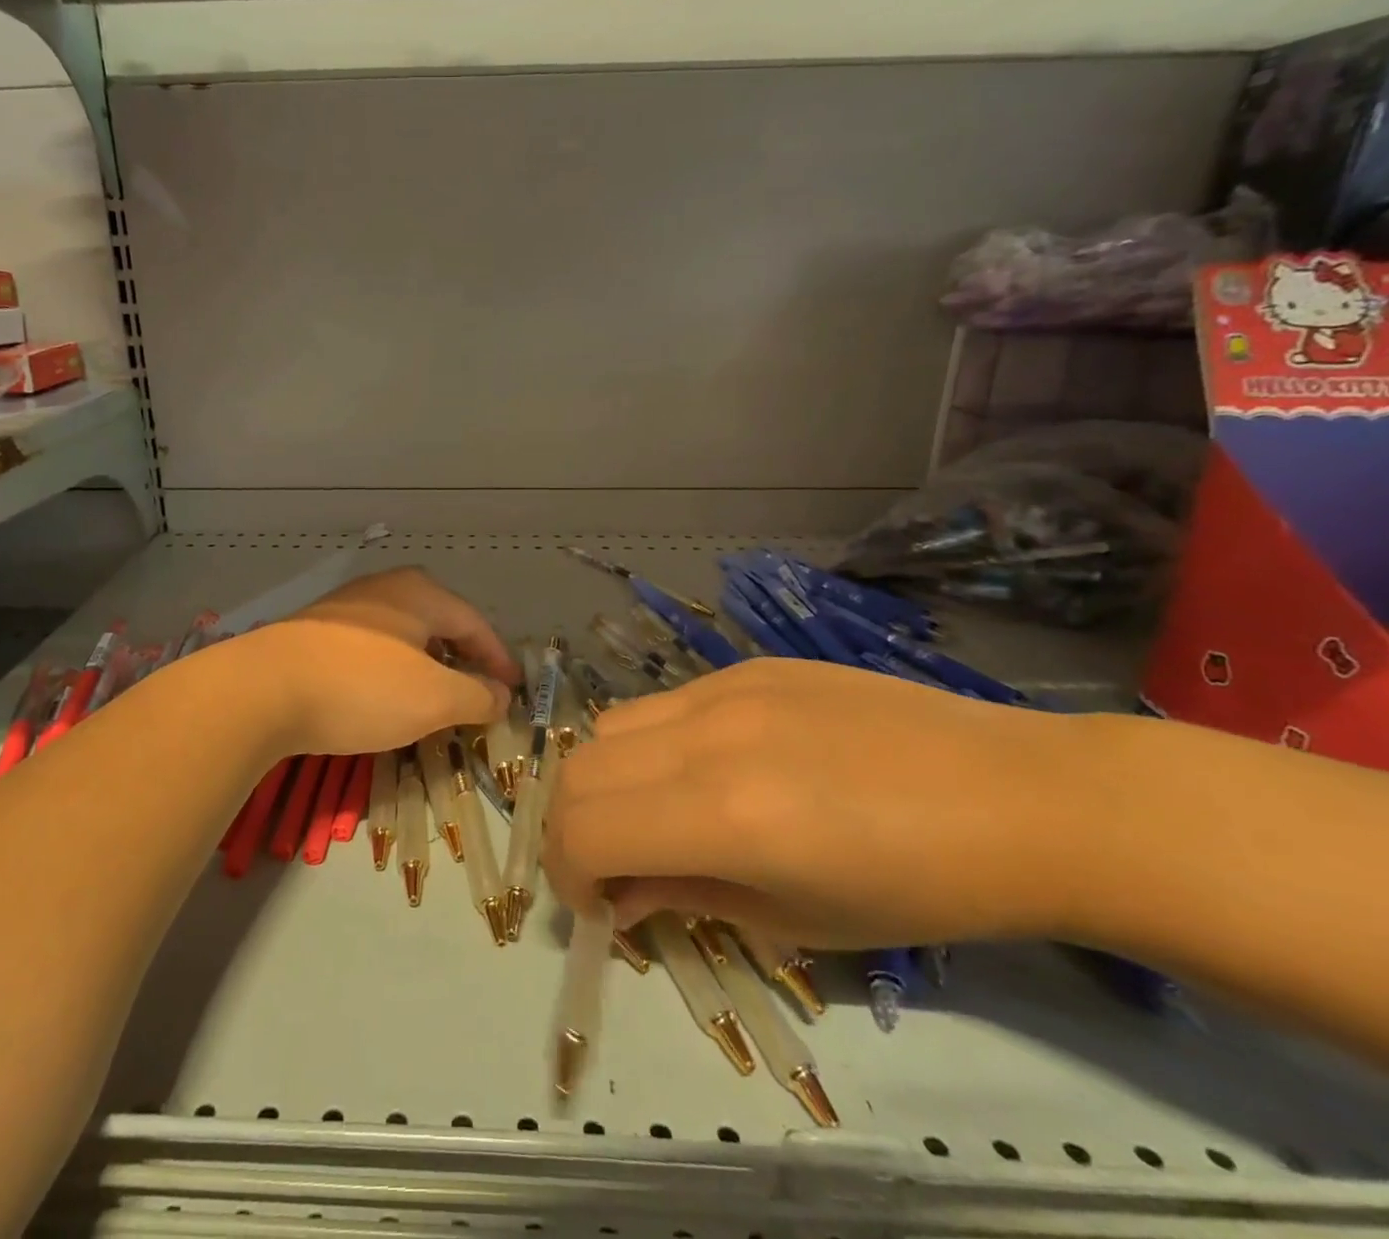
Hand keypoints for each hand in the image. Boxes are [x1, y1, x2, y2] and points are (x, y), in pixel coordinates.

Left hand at [249, 567, 517, 756]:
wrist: (261, 690)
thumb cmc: (362, 688)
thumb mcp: (433, 699)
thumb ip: (476, 696)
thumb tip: (500, 694)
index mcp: (420, 593)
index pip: (475, 623)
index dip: (498, 658)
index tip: (512, 689)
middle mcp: (385, 587)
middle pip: (438, 621)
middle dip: (462, 656)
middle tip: (477, 689)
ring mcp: (345, 606)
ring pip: (403, 633)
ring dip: (426, 663)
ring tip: (433, 694)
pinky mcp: (315, 630)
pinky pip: (372, 645)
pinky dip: (392, 667)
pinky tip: (383, 692)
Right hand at [542, 658, 1101, 949]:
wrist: (1020, 797)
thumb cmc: (921, 889)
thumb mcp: (796, 921)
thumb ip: (686, 897)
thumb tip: (619, 893)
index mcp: (723, 815)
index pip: (583, 831)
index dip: (568, 875)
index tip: (599, 906)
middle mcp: (705, 737)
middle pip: (578, 769)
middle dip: (573, 827)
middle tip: (611, 866)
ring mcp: (724, 688)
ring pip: (611, 726)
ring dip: (607, 780)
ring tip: (654, 815)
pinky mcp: (747, 666)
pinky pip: (664, 703)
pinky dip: (652, 745)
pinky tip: (708, 771)